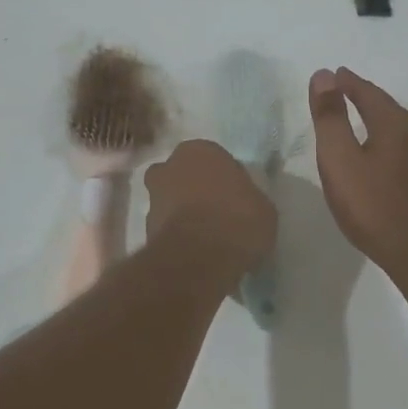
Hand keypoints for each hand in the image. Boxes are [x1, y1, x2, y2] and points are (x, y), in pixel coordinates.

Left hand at [144, 140, 275, 279]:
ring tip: (206, 237)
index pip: (213, 158)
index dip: (224, 178)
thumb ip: (247, 197)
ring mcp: (153, 198)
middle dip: (194, 189)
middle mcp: (170, 167)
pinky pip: (166, 227)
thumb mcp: (263, 207)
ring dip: (183, 213)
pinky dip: (177, 235)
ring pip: (171, 200)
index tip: (236, 197)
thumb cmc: (238, 220)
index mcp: (199, 150)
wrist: (200, 257)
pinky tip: (195, 251)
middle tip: (216, 211)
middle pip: (184, 175)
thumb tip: (243, 204)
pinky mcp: (145, 228)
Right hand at [309, 68, 407, 277]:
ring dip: (374, 117)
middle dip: (362, 96)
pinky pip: (399, 146)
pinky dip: (382, 139)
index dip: (347, 82)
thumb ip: (330, 117)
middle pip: (385, 106)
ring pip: (395, 127)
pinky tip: (375, 154)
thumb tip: (324, 75)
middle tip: (341, 91)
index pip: (367, 91)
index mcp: (393, 123)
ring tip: (354, 118)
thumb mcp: (340, 158)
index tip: (332, 75)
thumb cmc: (372, 203)